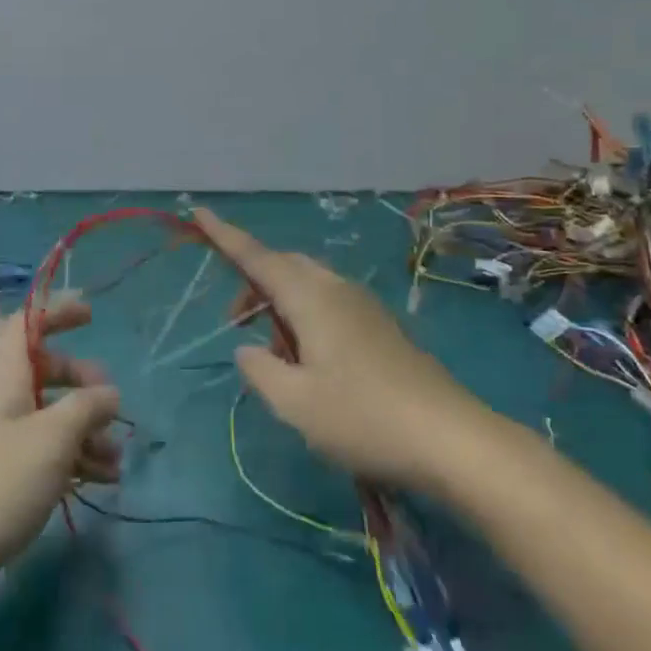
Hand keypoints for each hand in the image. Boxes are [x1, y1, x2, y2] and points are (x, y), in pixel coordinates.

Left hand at [0, 296, 120, 607]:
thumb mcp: (52, 439)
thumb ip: (86, 407)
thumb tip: (107, 392)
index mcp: (3, 379)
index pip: (24, 325)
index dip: (55, 311)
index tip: (91, 314)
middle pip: (41, 373)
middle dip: (81, 382)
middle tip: (111, 407)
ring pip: (46, 420)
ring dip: (84, 432)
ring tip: (116, 462)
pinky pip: (40, 456)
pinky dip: (70, 462)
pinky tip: (99, 483)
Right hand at [193, 208, 481, 491]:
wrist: (452, 440)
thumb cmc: (363, 418)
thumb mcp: (294, 403)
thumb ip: (260, 370)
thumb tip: (248, 349)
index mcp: (311, 298)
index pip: (257, 258)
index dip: (225, 236)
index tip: (199, 211)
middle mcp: (337, 290)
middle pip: (284, 266)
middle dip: (253, 281)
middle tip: (235, 321)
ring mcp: (364, 307)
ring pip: (308, 284)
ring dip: (280, 303)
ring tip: (273, 351)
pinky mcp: (381, 328)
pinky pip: (329, 303)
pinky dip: (305, 315)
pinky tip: (309, 360)